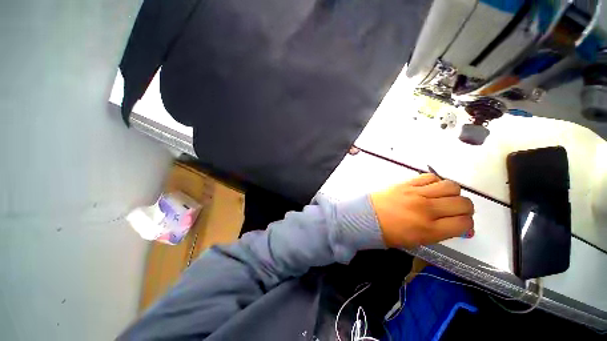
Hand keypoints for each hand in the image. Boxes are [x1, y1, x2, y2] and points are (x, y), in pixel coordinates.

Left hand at [370, 174, 473, 247]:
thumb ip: (440, 233)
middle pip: (463, 203)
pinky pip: (430, 177)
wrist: (366, 217)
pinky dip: (435, 182)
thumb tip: (458, 226)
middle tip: (455, 211)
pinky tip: (430, 188)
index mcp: (429, 230)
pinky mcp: (406, 183)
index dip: (467, 225)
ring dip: (453, 193)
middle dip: (464, 209)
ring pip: (450, 186)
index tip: (461, 224)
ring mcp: (416, 194)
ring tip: (444, 197)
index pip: (464, 224)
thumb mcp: (417, 241)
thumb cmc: (388, 232)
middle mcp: (426, 210)